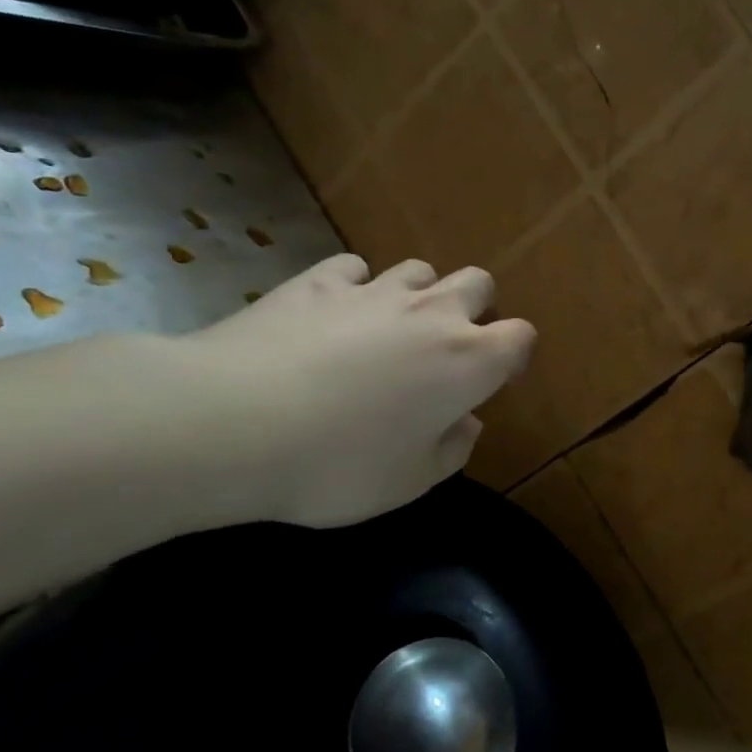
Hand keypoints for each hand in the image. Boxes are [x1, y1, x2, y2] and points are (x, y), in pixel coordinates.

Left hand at [185, 254, 534, 527]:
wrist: (231, 423)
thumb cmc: (337, 464)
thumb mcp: (409, 482)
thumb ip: (452, 450)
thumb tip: (465, 422)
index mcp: (468, 362)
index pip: (520, 337)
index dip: (513, 355)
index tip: (493, 379)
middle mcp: (431, 314)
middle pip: (478, 283)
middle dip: (474, 307)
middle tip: (445, 347)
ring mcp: (374, 291)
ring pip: (419, 269)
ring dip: (417, 294)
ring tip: (390, 328)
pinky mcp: (317, 282)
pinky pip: (354, 269)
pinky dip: (354, 287)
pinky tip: (333, 314)